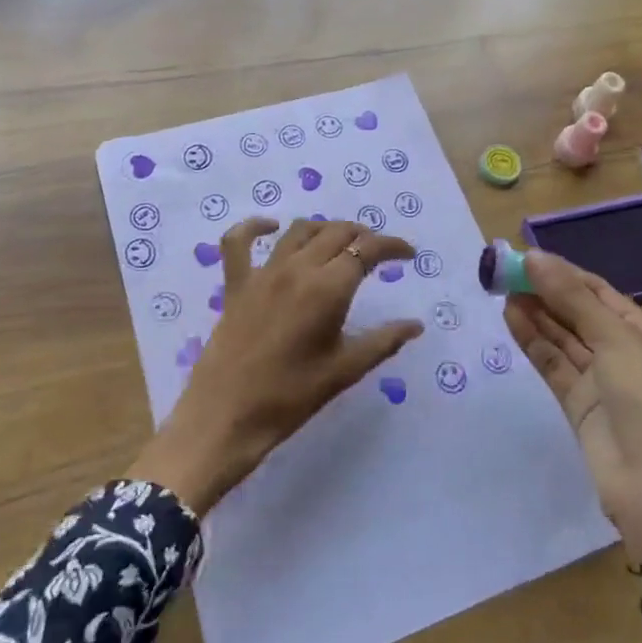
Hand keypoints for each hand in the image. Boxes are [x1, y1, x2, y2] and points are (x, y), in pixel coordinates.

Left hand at [129, 217, 423, 512]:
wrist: (226, 415)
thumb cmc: (291, 397)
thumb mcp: (344, 371)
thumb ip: (383, 342)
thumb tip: (415, 325)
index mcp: (327, 289)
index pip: (366, 250)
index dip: (391, 246)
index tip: (408, 255)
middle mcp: (296, 269)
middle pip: (335, 233)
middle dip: (363, 235)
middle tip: (378, 252)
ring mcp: (262, 273)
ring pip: (298, 231)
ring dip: (325, 229)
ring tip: (341, 241)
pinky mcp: (236, 284)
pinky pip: (239, 241)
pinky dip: (255, 227)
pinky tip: (270, 227)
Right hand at [505, 251, 641, 598]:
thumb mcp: (614, 340)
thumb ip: (571, 298)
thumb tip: (533, 257)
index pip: (596, 291)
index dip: (562, 272)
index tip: (524, 256)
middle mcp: (621, 351)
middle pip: (576, 312)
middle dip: (544, 291)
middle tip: (503, 271)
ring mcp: (598, 379)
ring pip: (561, 337)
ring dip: (534, 313)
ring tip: (500, 289)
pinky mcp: (577, 404)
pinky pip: (552, 363)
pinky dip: (532, 341)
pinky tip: (511, 318)